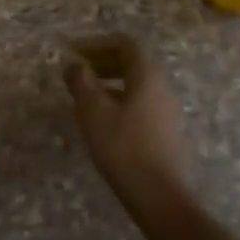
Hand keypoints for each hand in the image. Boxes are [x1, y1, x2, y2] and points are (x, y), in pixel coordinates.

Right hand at [65, 34, 191, 218]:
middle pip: (131, 62)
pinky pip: (140, 103)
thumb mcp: (93, 111)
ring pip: (135, 84)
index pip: (123, 43)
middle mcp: (161, 85)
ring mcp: (166, 109)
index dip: (96, 43)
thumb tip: (73, 65)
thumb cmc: (123, 146)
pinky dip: (119, 101)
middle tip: (78, 73)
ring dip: (109, 83)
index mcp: (146, 73)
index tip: (73, 52)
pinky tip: (104, 122)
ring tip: (85, 98)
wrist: (159, 195)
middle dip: (102, 62)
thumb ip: (81, 82)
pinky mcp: (166, 131)